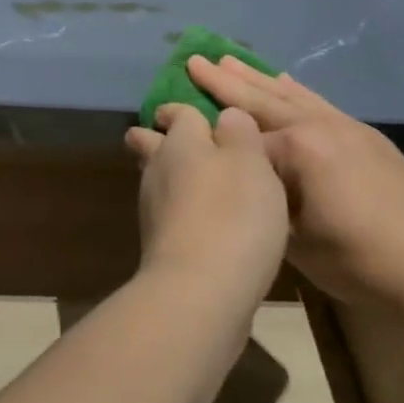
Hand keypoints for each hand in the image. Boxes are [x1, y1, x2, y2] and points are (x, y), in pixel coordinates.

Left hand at [124, 104, 288, 296]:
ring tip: (203, 185)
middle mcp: (159, 168)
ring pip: (159, 179)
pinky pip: (169, 213)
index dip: (183, 110)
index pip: (177, 113)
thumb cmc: (233, 214)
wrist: (200, 292)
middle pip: (151, 143)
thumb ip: (240, 133)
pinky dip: (182, 211)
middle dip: (161, 139)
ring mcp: (153, 208)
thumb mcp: (252, 162)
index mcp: (180, 141)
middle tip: (186, 144)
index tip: (194, 112)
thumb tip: (226, 115)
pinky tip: (206, 223)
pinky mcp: (159, 244)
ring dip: (175, 178)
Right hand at [187, 57, 403, 303]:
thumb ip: (264, 200)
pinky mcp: (364, 134)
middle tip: (195, 59)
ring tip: (228, 58)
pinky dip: (295, 89)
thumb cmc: (358, 260)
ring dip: (257, 77)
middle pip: (261, 100)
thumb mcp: (295, 240)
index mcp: (297, 149)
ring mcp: (344, 126)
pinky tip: (285, 79)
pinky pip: (318, 102)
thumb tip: (241, 179)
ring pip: (289, 94)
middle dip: (224, 81)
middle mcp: (317, 126)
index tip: (174, 121)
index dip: (208, 135)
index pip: (242, 140)